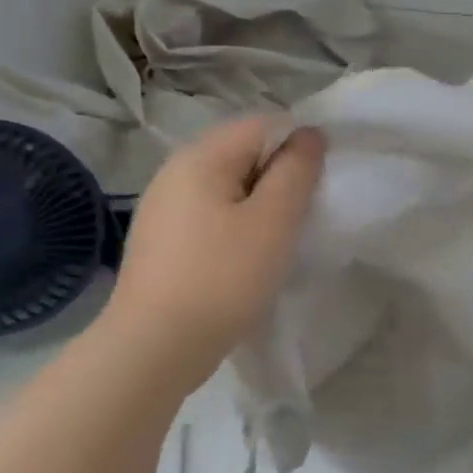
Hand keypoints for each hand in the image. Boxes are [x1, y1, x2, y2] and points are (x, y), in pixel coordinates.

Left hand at [102, 116, 325, 394]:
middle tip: (300, 219)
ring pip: (226, 188)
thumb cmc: (223, 278)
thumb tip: (309, 134)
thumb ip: (296, 171)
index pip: (262, 124)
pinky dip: (234, 228)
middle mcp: (174, 171)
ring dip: (258, 207)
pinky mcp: (160, 241)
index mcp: (201, 156)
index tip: (317, 188)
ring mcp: (162, 207)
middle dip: (278, 178)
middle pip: (242, 153)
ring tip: (275, 244)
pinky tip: (242, 262)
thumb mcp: (273, 222)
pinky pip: (208, 216)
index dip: (298, 146)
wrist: (155, 347)